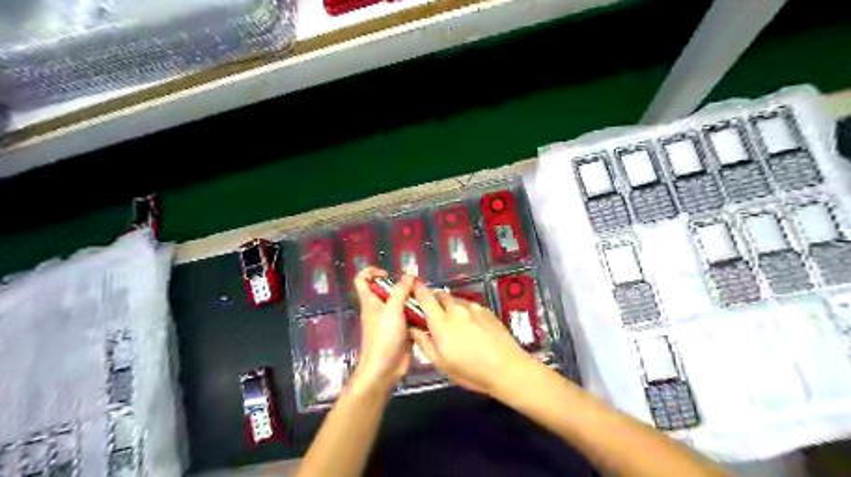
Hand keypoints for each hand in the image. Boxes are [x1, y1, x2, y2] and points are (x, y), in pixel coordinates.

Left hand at [353, 267, 418, 392]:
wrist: (385, 368)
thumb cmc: (383, 337)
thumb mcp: (392, 310)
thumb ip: (401, 290)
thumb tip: (410, 275)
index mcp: (371, 301)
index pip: (362, 279)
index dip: (372, 272)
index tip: (389, 275)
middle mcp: (380, 308)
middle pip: (387, 289)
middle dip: (402, 285)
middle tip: (416, 287)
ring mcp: (391, 319)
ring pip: (401, 302)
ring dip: (413, 299)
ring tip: (426, 299)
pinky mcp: (402, 329)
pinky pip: (410, 316)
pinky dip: (418, 312)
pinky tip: (429, 312)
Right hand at [408, 282, 533, 397]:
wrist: (508, 368)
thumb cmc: (471, 370)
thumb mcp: (441, 363)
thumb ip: (424, 342)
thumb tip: (413, 328)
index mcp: (441, 322)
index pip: (425, 297)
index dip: (417, 290)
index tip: (412, 290)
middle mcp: (456, 309)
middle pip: (440, 294)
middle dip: (434, 300)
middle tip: (433, 314)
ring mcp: (473, 308)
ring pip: (455, 300)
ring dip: (450, 306)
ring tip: (454, 324)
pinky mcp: (487, 310)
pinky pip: (469, 305)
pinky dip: (464, 311)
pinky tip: (471, 327)